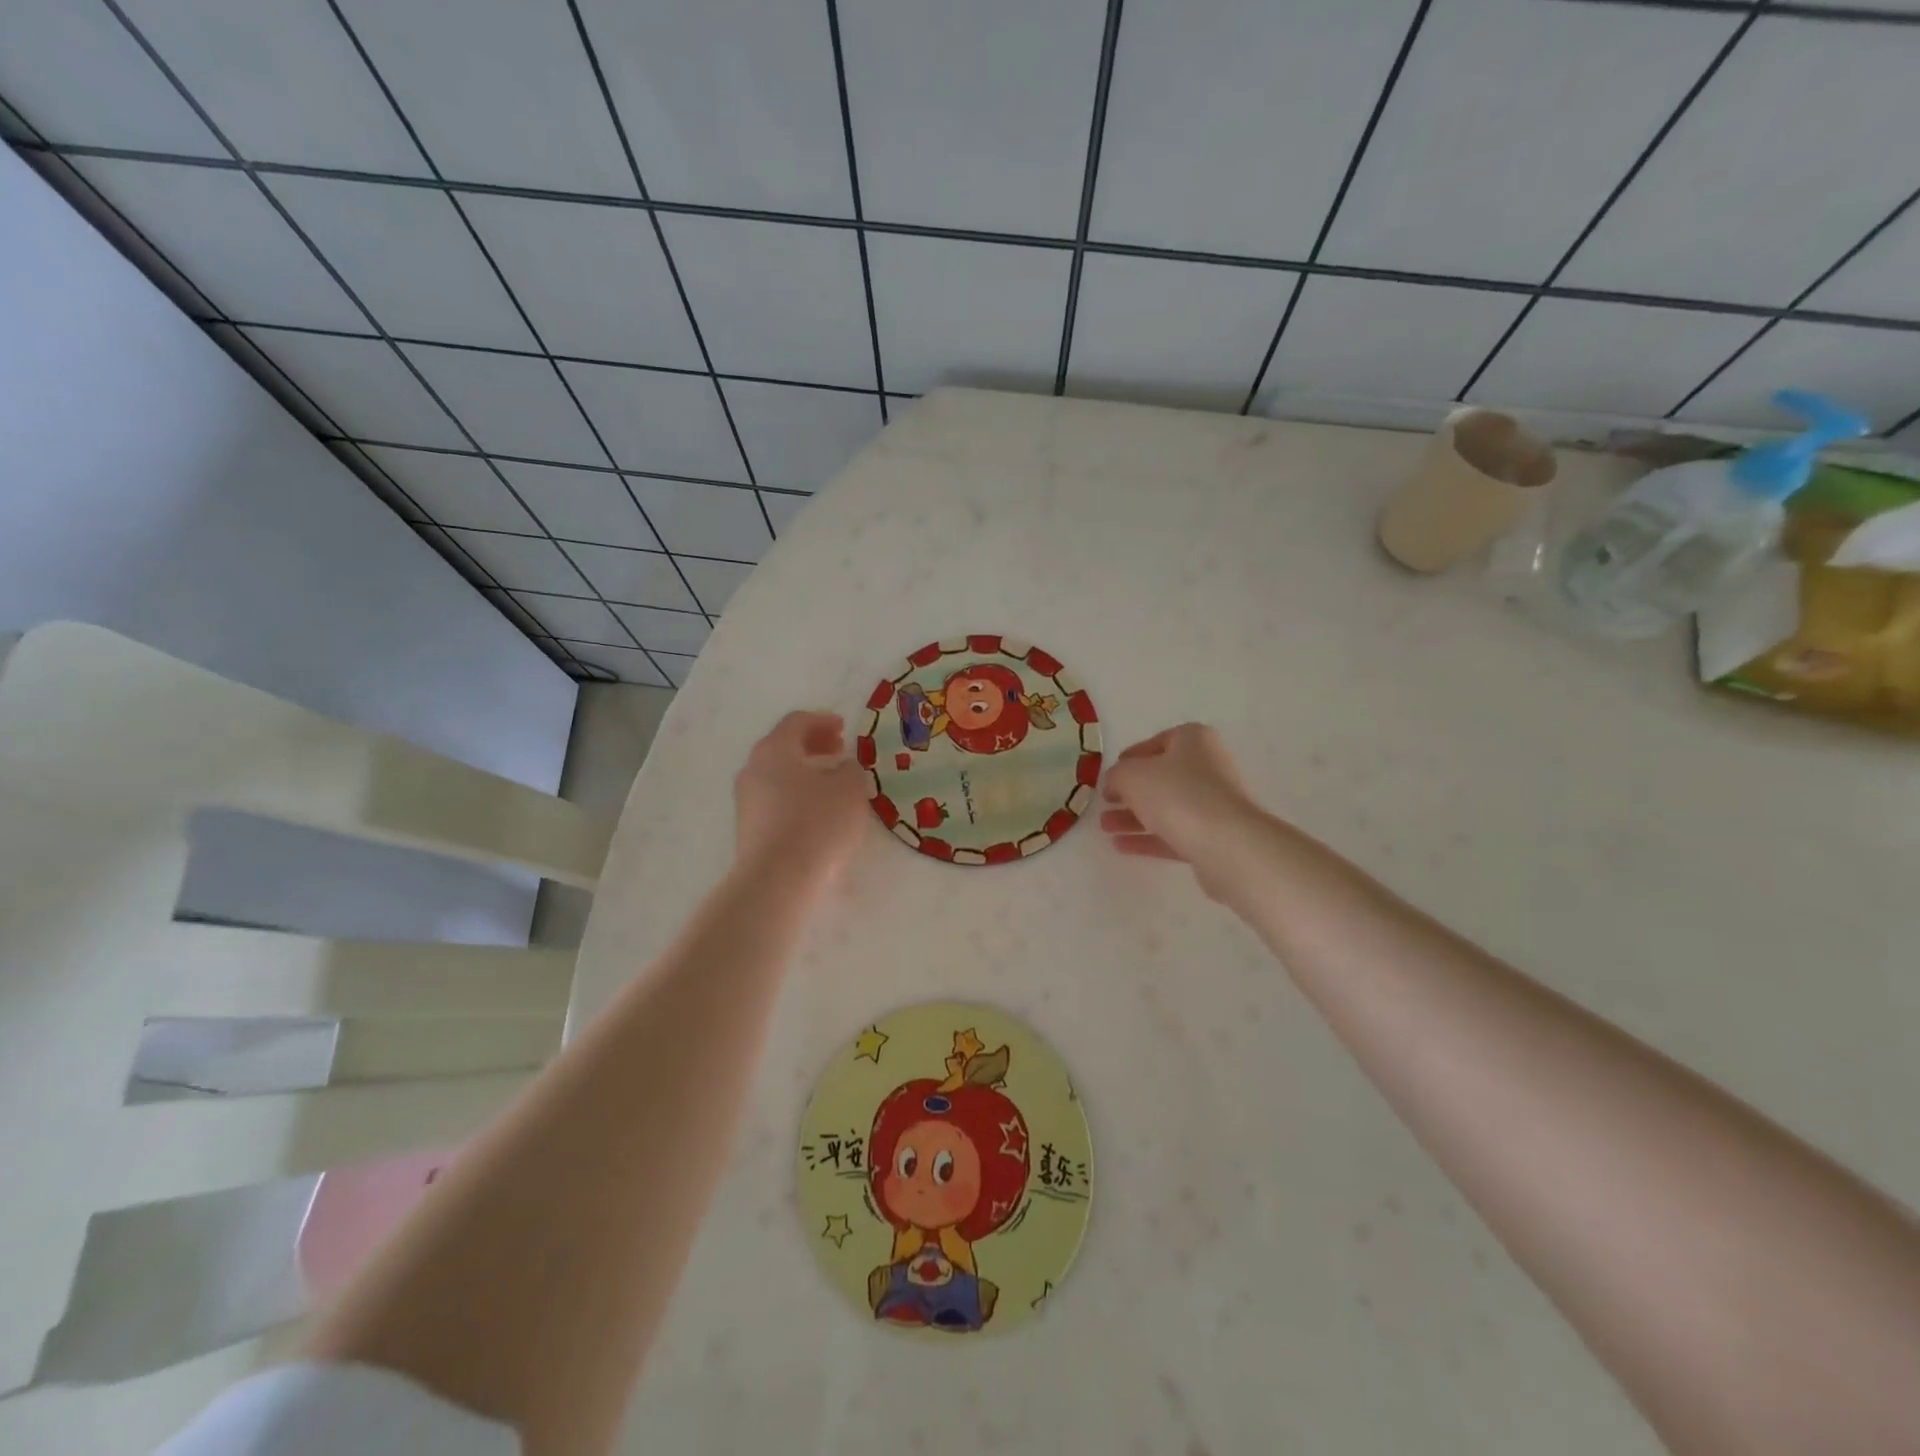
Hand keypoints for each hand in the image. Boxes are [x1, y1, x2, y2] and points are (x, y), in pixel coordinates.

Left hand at [733, 711, 870, 889]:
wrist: (777, 880)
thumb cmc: (817, 824)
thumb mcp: (849, 790)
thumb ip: (850, 770)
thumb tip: (842, 767)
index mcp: (775, 750)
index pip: (797, 722)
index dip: (823, 720)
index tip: (844, 728)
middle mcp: (754, 769)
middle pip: (783, 746)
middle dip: (813, 744)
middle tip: (839, 750)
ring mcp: (747, 800)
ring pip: (778, 774)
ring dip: (805, 771)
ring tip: (832, 782)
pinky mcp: (749, 828)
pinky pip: (775, 798)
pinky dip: (797, 794)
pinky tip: (818, 811)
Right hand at [1099, 724, 1259, 899]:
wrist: (1227, 844)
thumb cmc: (1177, 794)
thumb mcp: (1132, 775)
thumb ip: (1116, 775)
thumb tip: (1116, 782)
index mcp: (1193, 741)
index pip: (1158, 742)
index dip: (1131, 757)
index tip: (1110, 775)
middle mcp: (1208, 767)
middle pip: (1161, 778)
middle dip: (1130, 792)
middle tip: (1105, 803)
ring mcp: (1213, 804)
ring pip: (1166, 808)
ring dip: (1134, 817)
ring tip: (1104, 827)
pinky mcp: (1213, 837)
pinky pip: (1174, 834)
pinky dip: (1148, 838)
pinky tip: (1121, 846)